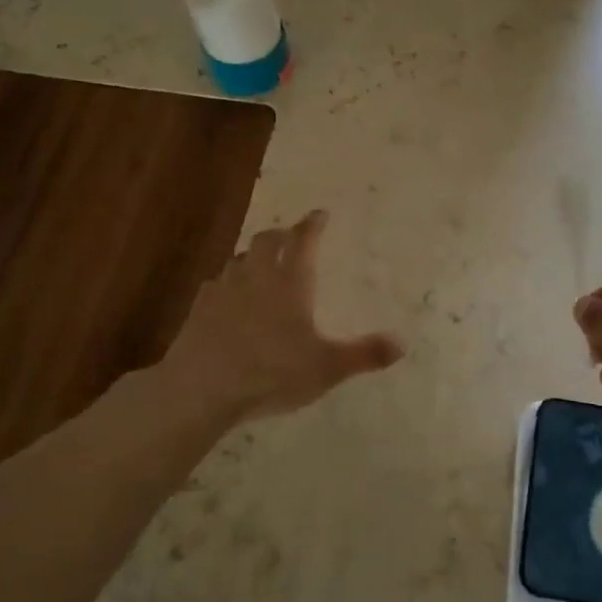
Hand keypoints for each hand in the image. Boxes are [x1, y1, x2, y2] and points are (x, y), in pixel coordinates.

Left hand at [161, 209, 402, 423]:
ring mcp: (224, 290)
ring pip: (240, 259)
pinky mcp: (199, 308)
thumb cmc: (271, 372)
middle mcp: (257, 276)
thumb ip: (364, 354)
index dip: (313, 225)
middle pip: (268, 240)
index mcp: (290, 282)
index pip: (304, 241)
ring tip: (261, 262)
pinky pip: (217, 283)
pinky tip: (228, 296)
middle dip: (282, 234)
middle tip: (291, 236)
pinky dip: (228, 282)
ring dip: (253, 255)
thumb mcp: (327, 368)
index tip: (319, 214)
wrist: (202, 388)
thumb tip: (402, 343)